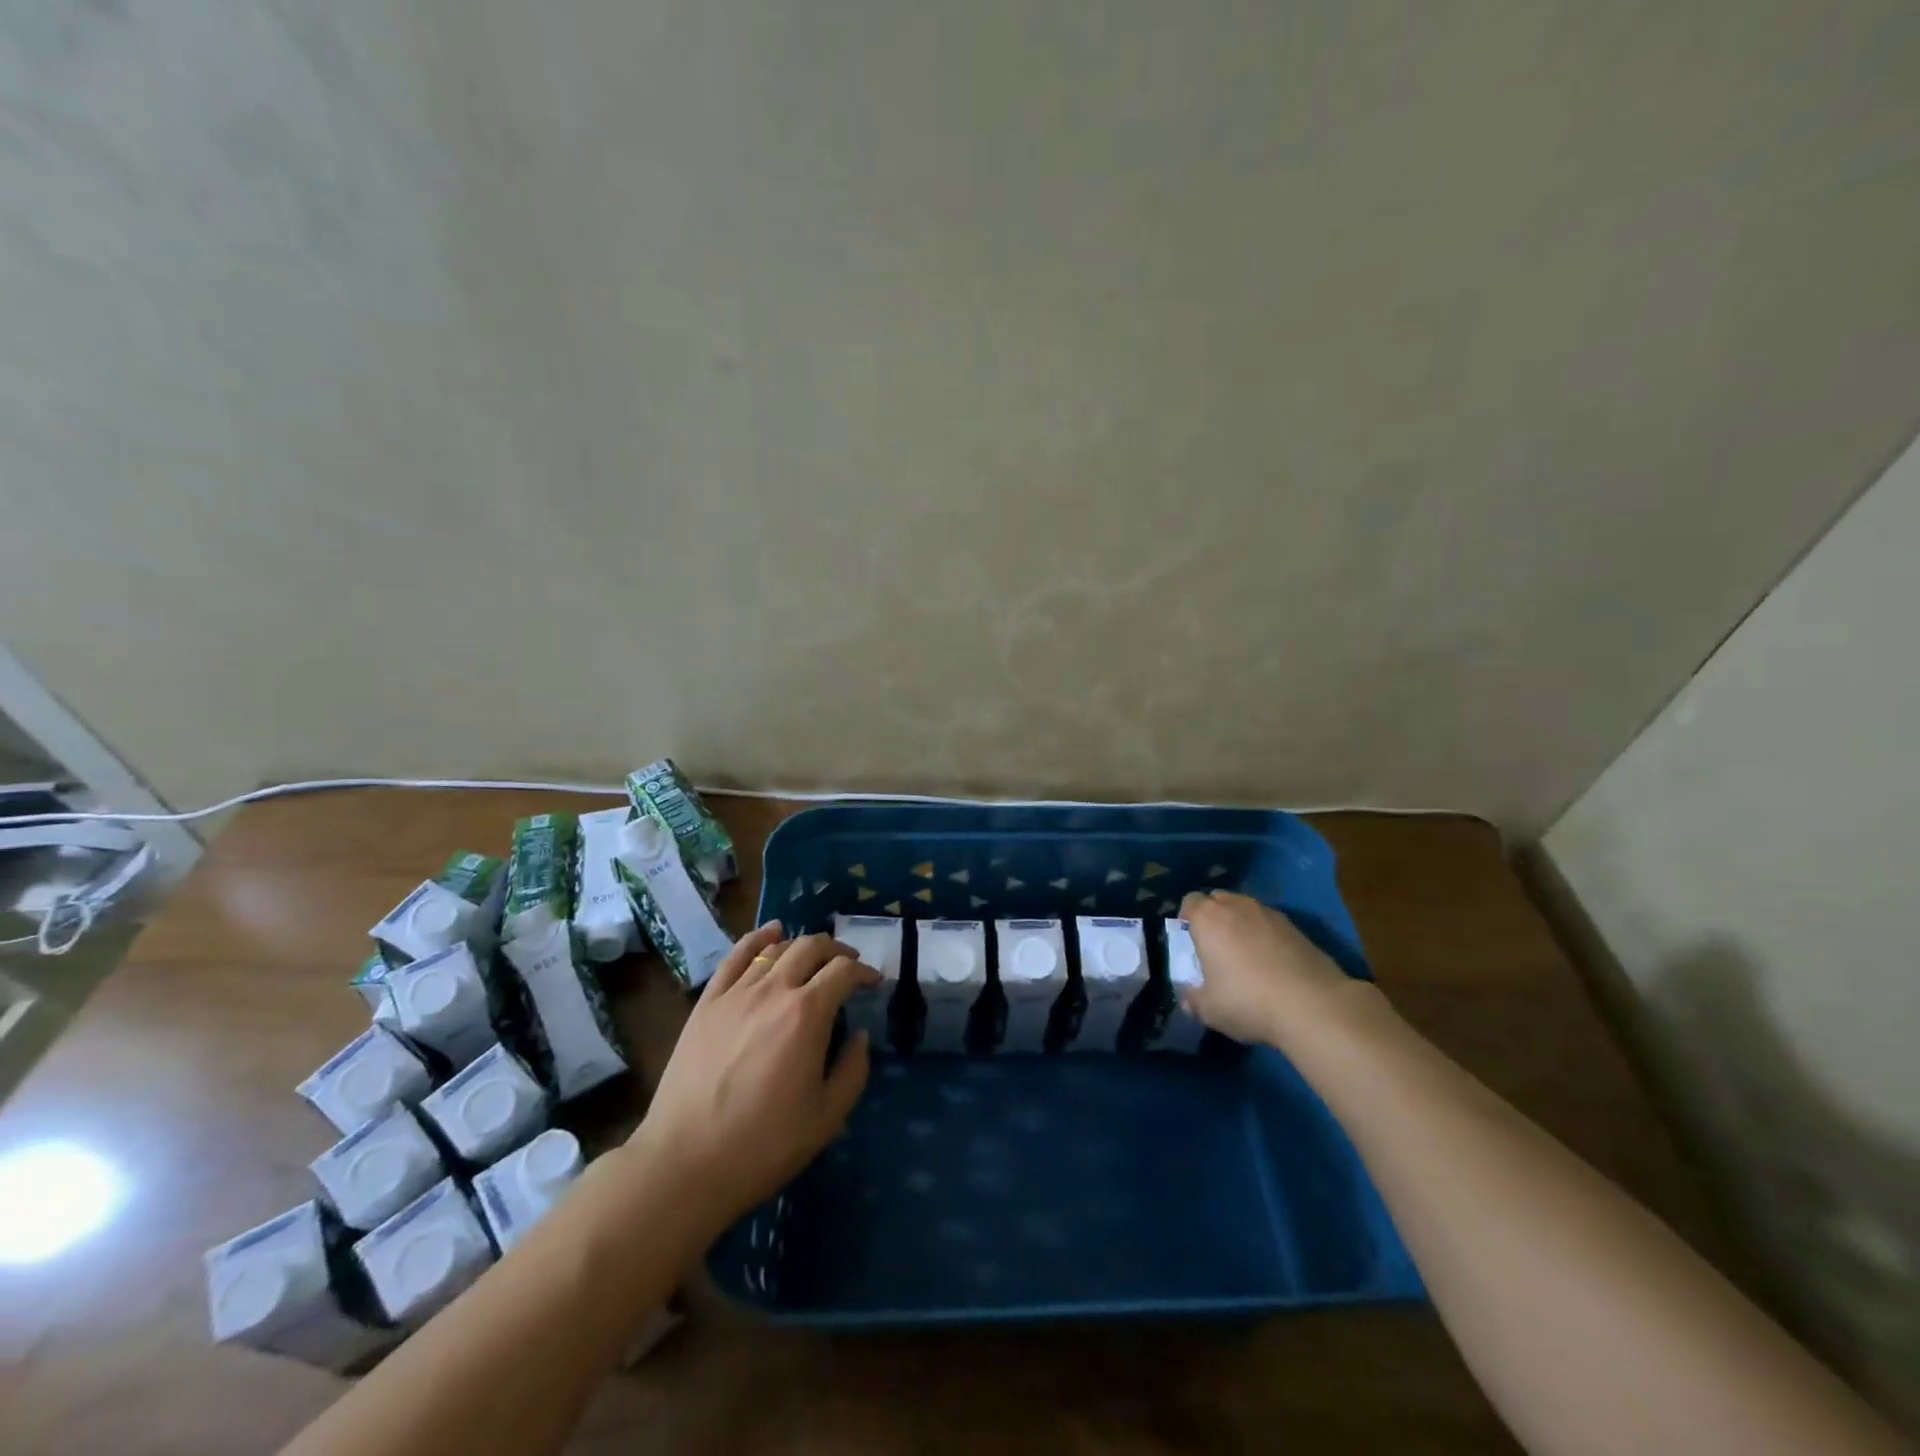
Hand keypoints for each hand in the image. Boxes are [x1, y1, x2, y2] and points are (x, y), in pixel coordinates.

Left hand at [630, 923, 878, 1235]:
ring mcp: (736, 993)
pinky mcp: (707, 1003)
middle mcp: (773, 990)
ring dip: (802, 945)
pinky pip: (735, 956)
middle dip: (836, 950)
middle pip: (811, 947)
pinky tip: (770, 933)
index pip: (843, 971)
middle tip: (847, 966)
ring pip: (775, 948)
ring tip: (813, 956)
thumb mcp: (826, 1118)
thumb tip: (860, 1036)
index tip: (873, 983)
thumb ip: (853, 1070)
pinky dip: (757, 938)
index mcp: (807, 1014)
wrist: (685, 1163)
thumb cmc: (763, 1145)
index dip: (864, 972)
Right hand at [1179, 890, 1374, 1047]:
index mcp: (1208, 918)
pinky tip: (1273, 964)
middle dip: (1214, 916)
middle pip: (1218, 899)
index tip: (1190, 940)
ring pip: (1247, 909)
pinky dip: (1267, 936)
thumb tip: (1188, 998)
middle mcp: (1237, 906)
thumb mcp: (1209, 1010)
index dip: (1187, 918)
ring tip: (1246, 955)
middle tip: (1216, 945)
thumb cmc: (1248, 1001)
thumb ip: (1193, 999)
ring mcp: (1270, 914)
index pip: (1189, 901)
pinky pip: (1271, 924)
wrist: (1313, 1005)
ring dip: (1242, 924)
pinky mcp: (1298, 928)